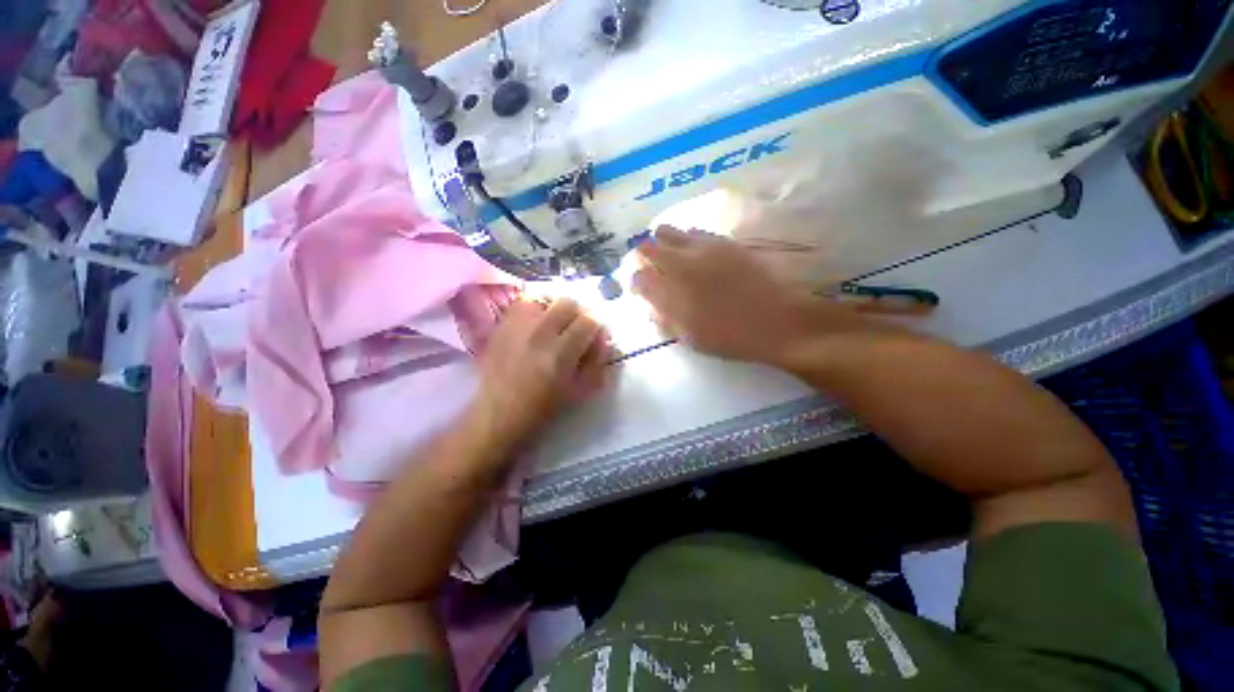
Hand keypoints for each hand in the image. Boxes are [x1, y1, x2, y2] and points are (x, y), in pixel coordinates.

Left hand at [469, 298, 611, 448]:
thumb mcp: (580, 391)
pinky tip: (538, 319)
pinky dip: (536, 305)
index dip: (598, 324)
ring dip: (557, 305)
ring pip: (545, 296)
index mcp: (561, 354)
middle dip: (580, 312)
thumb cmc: (543, 408)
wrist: (498, 414)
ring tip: (558, 319)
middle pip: (569, 302)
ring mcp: (517, 326)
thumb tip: (606, 339)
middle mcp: (539, 334)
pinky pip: (523, 301)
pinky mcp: (502, 325)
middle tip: (579, 326)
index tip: (597, 335)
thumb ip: (597, 362)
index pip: (589, 320)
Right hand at [632, 226, 868, 366]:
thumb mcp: (689, 338)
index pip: (639, 277)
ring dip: (663, 241)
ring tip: (670, 255)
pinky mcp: (723, 241)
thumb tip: (651, 308)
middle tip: (649, 266)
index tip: (640, 288)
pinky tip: (694, 251)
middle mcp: (681, 264)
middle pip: (648, 247)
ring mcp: (703, 248)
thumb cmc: (729, 336)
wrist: (776, 321)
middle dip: (643, 255)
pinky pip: (695, 232)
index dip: (635, 281)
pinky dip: (687, 238)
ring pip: (669, 231)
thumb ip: (665, 320)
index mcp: (670, 292)